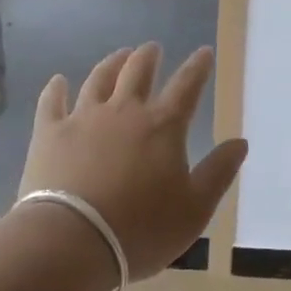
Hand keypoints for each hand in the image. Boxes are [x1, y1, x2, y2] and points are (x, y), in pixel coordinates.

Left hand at [17, 44, 247, 279]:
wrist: (71, 242)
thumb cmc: (141, 229)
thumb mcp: (195, 209)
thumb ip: (219, 172)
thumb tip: (240, 141)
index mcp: (163, 126)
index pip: (186, 85)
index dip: (197, 67)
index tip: (204, 52)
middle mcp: (124, 111)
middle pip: (138, 71)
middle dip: (149, 56)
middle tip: (152, 48)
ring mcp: (83, 118)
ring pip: (99, 79)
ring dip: (112, 63)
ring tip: (119, 55)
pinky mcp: (49, 133)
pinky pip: (52, 102)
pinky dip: (55, 89)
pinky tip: (58, 81)